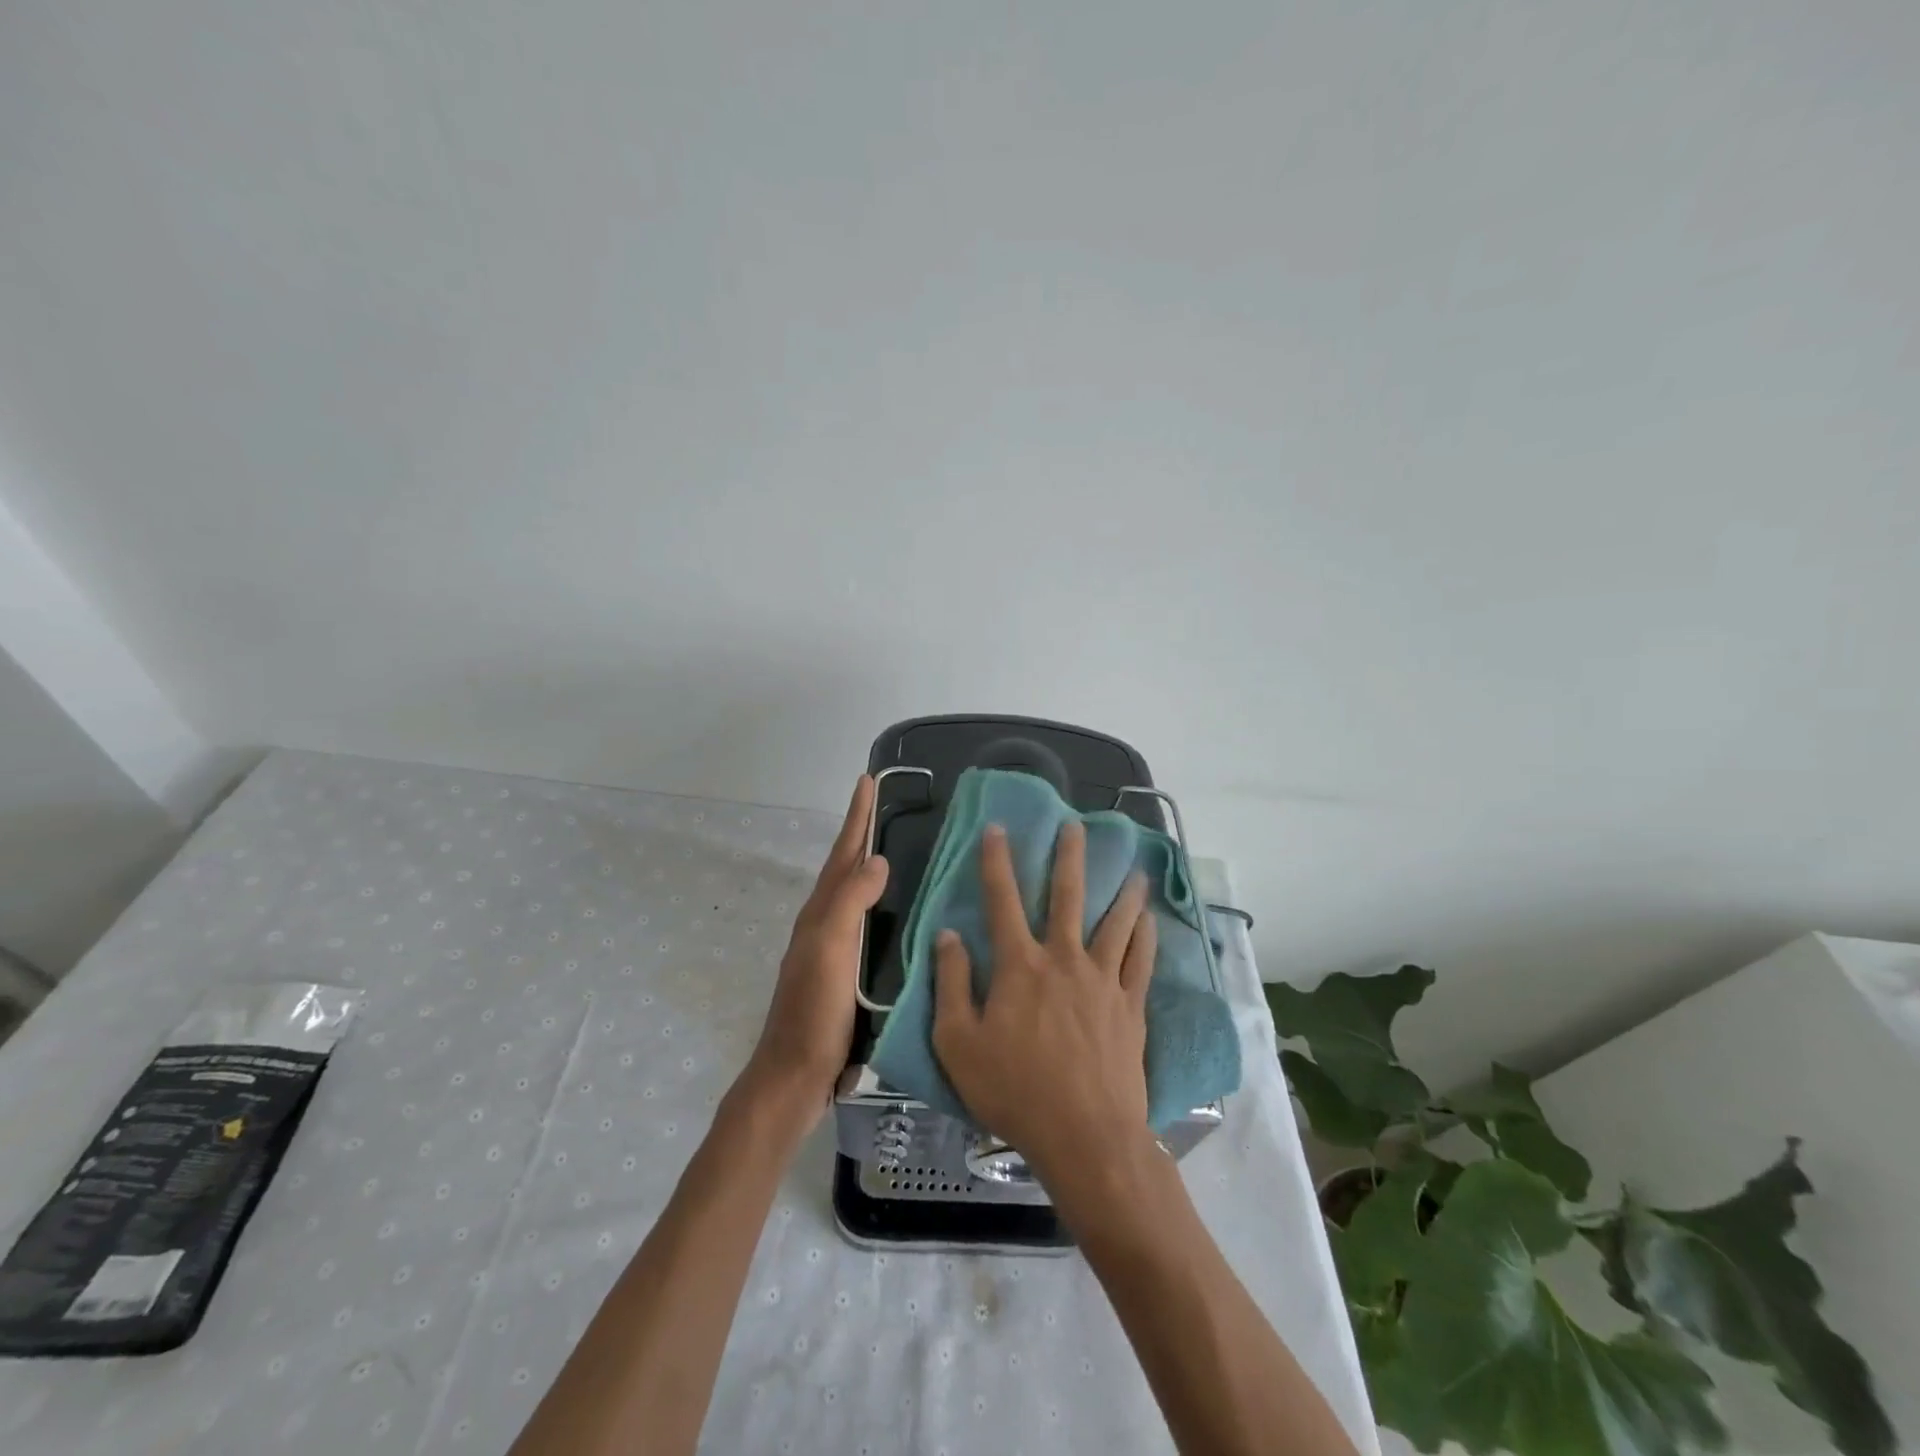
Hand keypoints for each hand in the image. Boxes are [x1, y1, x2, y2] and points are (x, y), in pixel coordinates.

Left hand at [743, 776, 888, 1121]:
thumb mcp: (830, 949)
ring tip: (900, 850)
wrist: (795, 1076)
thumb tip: (877, 858)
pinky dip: (882, 906)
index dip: (856, 817)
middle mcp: (825, 924)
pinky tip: (901, 914)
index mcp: (820, 912)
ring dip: (872, 868)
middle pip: (846, 868)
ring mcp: (834, 950)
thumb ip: (851, 902)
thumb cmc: (813, 1011)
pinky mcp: (846, 974)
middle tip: (888, 807)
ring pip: (857, 896)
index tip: (868, 780)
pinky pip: (868, 925)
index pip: (843, 853)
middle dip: (864, 835)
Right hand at [931, 820, 1155, 1185]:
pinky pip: (1141, 961)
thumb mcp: (958, 1043)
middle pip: (1067, 896)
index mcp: (1019, 966)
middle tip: (1076, 825)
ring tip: (1134, 868)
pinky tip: (1150, 920)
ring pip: (1115, 923)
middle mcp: (1064, 960)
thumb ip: (951, 984)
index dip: (996, 861)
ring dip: (1122, 892)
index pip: (1002, 900)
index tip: (997, 828)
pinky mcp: (1130, 1007)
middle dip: (1069, 857)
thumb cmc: (1013, 1091)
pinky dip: (1146, 936)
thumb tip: (949, 935)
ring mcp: (1103, 981)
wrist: (1084, 1135)